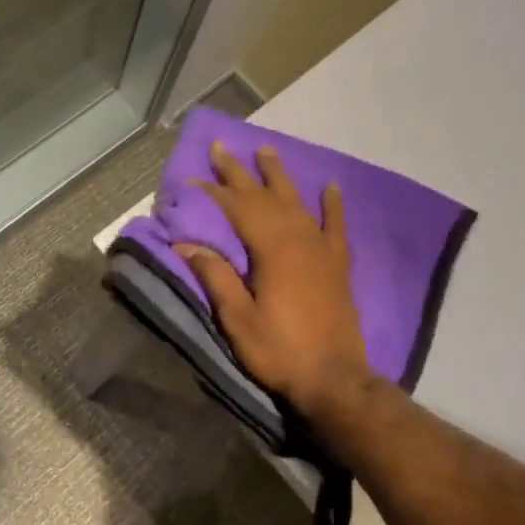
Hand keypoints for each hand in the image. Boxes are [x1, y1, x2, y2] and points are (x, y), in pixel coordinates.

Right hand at [176, 141, 373, 417]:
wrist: (334, 378)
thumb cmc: (279, 349)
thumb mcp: (237, 317)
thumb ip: (215, 276)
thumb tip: (186, 244)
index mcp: (271, 248)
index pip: (236, 208)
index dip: (213, 191)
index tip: (192, 177)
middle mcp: (298, 238)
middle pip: (265, 196)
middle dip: (240, 172)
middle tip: (222, 146)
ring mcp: (322, 249)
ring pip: (297, 202)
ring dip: (279, 177)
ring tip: (267, 151)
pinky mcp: (338, 264)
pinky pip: (336, 226)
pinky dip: (333, 205)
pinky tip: (331, 187)